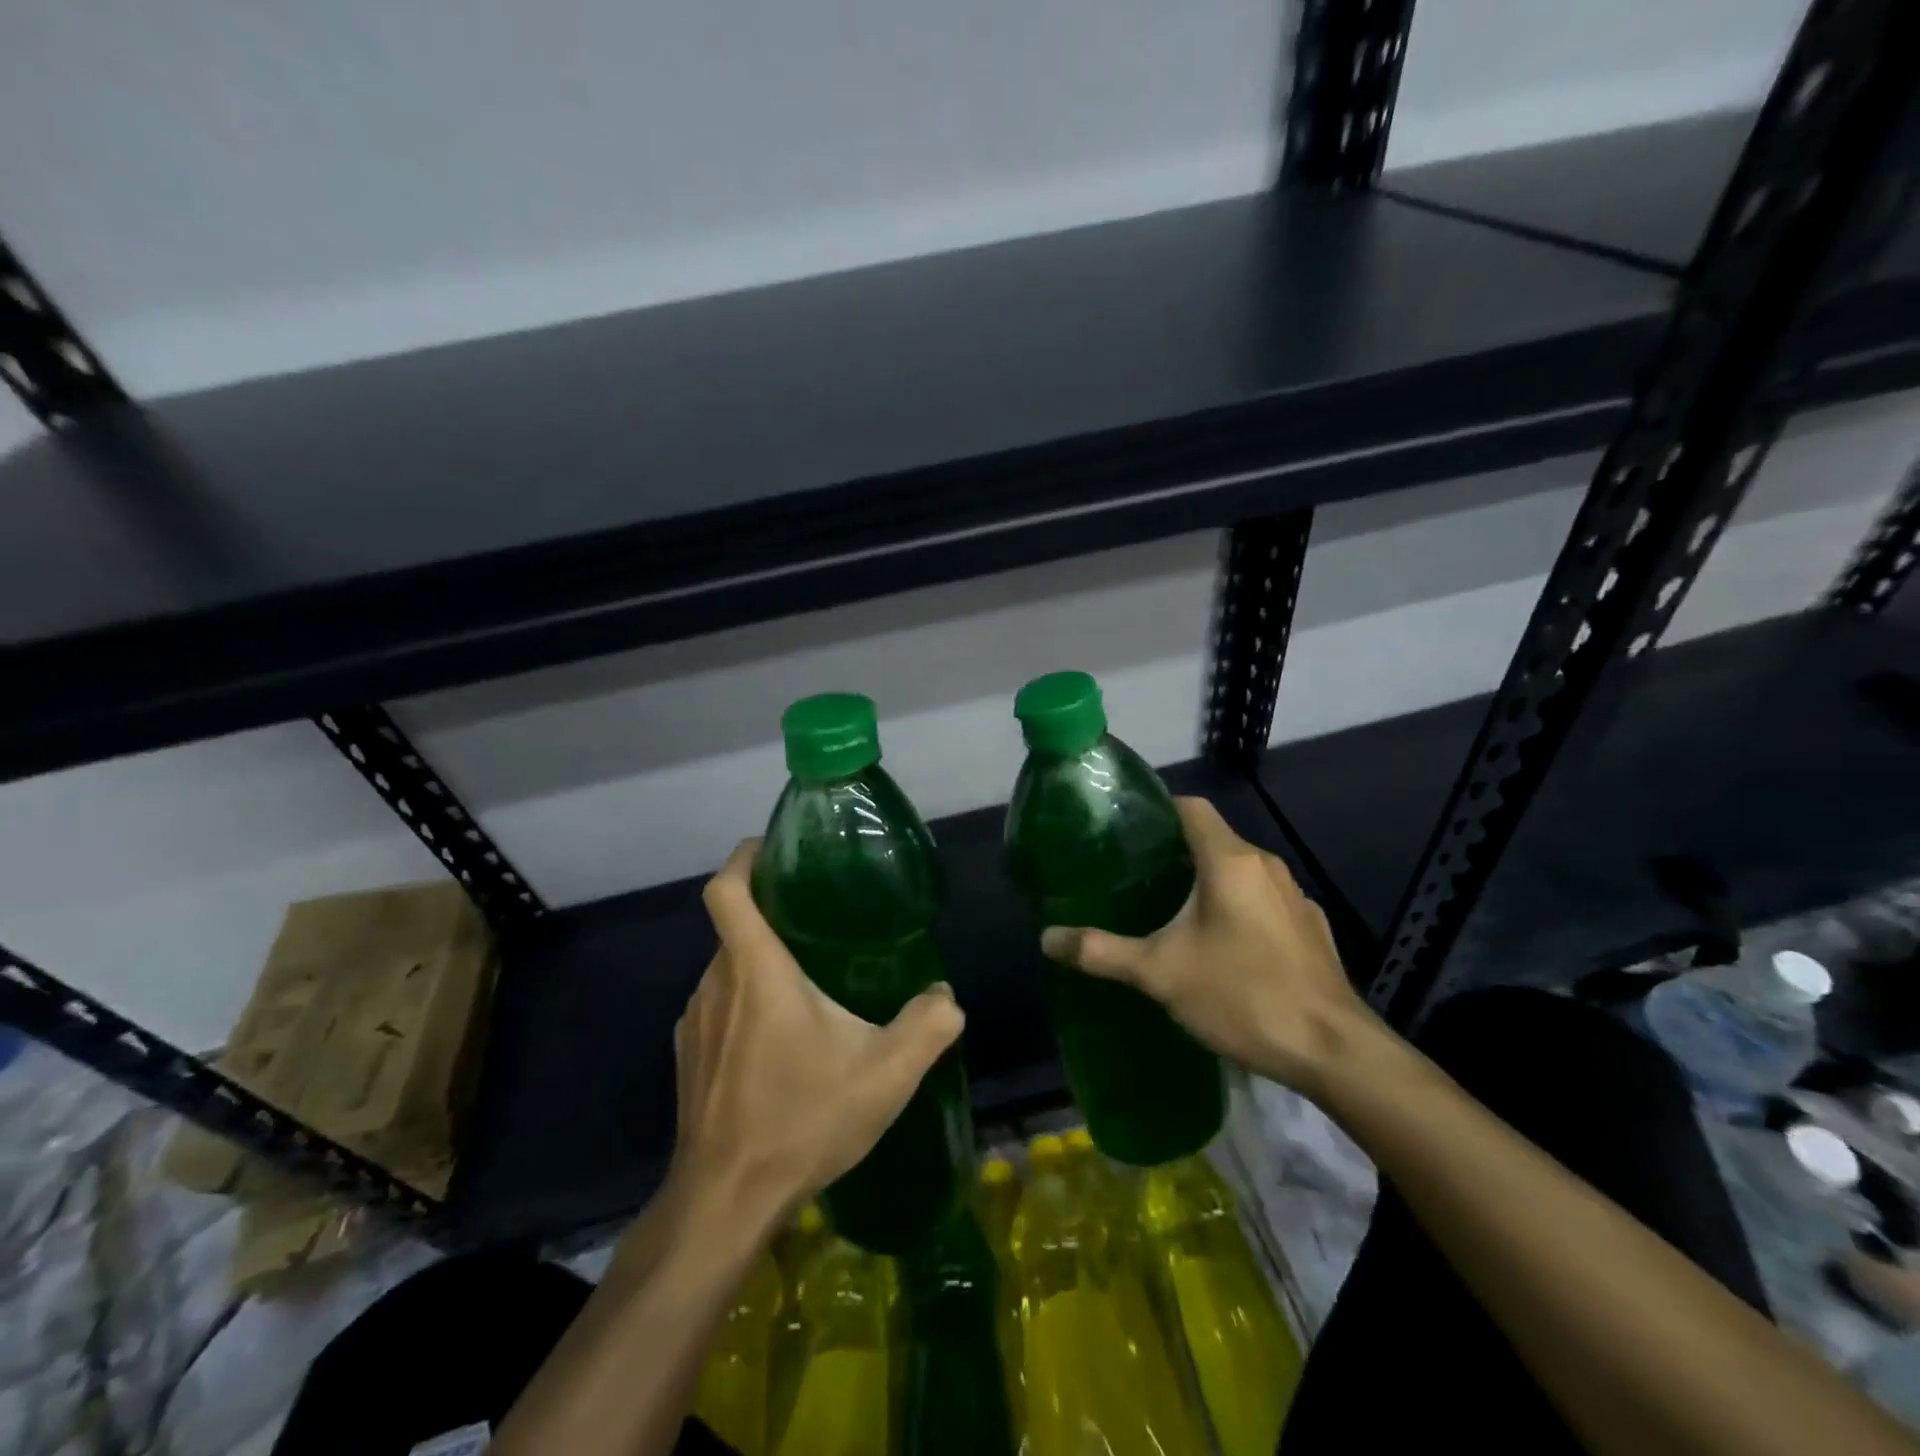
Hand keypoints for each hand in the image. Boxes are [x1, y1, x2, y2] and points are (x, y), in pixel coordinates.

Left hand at [670, 838, 965, 1224]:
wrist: (724, 1201)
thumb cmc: (802, 1119)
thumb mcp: (885, 1074)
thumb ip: (927, 1026)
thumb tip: (947, 998)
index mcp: (756, 969)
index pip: (728, 889)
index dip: (745, 857)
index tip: (774, 849)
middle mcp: (716, 982)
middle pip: (737, 926)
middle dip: (776, 916)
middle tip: (823, 923)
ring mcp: (696, 1022)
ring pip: (728, 968)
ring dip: (763, 964)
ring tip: (811, 983)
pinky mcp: (688, 1056)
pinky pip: (719, 1006)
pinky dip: (747, 1001)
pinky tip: (782, 1041)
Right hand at [1039, 796, 1375, 1093]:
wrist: (1333, 1051)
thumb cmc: (1242, 996)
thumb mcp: (1160, 973)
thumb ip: (1102, 951)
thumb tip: (1047, 938)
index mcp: (1230, 861)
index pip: (1191, 807)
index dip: (1158, 809)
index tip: (1126, 828)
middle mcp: (1265, 866)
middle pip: (1213, 837)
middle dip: (1174, 849)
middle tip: (1134, 873)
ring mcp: (1294, 896)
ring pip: (1239, 869)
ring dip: (1207, 878)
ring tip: (1170, 906)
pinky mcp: (1310, 926)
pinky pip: (1263, 898)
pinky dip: (1237, 904)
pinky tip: (1221, 942)